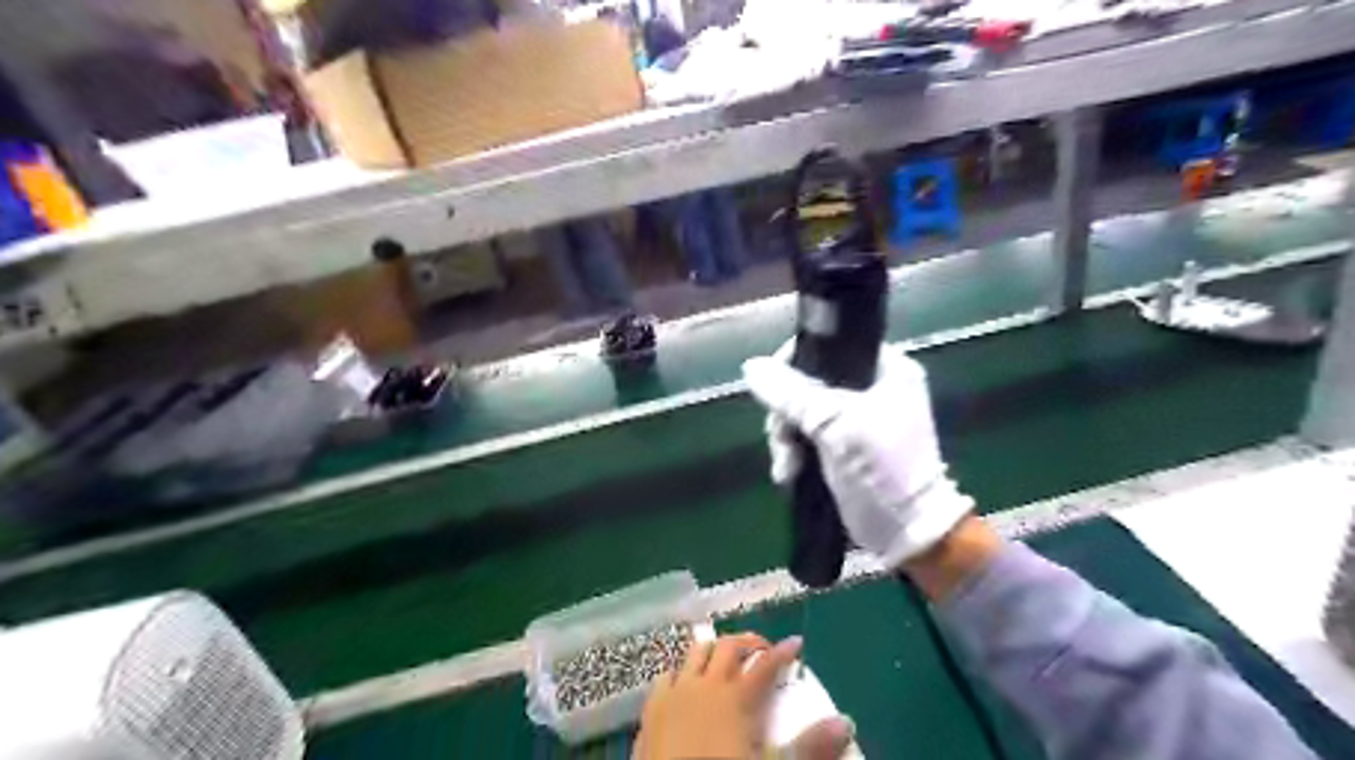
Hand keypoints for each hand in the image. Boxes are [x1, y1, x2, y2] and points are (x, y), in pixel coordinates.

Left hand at [633, 636, 842, 758]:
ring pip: (695, 651)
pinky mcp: (651, 709)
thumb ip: (810, 748)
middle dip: (748, 643)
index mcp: (736, 699)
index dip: (783, 651)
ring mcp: (675, 693)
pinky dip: (682, 672)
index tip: (796, 643)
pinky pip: (667, 674)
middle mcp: (705, 685)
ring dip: (713, 650)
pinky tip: (686, 684)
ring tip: (726, 660)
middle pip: (728, 647)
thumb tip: (845, 722)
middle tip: (763, 652)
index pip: (765, 664)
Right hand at [739, 343, 973, 568]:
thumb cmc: (880, 469)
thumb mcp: (833, 424)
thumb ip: (790, 393)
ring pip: (802, 411)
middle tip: (783, 438)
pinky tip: (789, 474)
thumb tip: (751, 367)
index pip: (830, 345)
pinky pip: (806, 436)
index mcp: (886, 369)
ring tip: (787, 468)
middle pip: (808, 381)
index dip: (795, 361)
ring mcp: (857, 418)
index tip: (774, 388)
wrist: (906, 533)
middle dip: (787, 414)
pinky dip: (794, 453)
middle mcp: (873, 388)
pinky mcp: (844, 446)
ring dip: (787, 439)